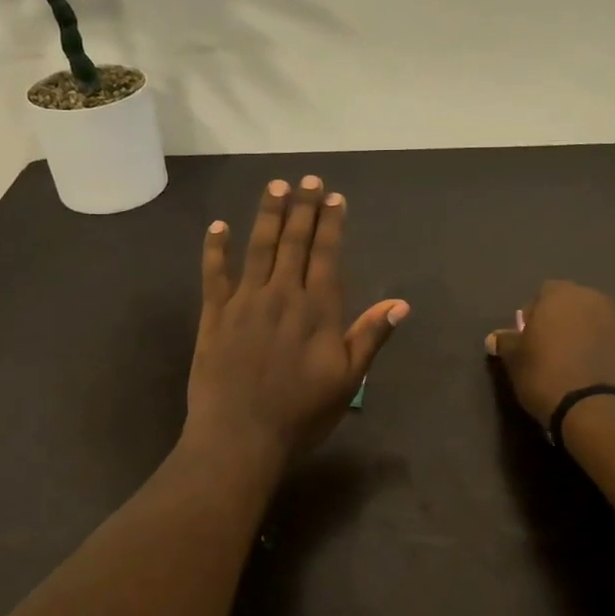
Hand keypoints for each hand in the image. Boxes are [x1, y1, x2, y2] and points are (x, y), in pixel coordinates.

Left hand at [184, 175, 408, 468]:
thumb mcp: (347, 380)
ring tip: (275, 187)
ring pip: (258, 248)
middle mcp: (282, 295)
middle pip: (294, 243)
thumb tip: (401, 303)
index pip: (327, 255)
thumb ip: (370, 337)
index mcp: (317, 310)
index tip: (334, 197)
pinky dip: (215, 249)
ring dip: (267, 216)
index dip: (331, 224)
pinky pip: (214, 275)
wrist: (240, 436)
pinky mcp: (214, 316)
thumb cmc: (301, 413)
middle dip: (303, 208)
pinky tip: (218, 227)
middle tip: (308, 178)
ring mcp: (245, 302)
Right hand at [485, 280, 614, 428]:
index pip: (543, 295)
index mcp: (562, 294)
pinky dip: (604, 354)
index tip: (527, 341)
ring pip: (596, 324)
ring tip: (575, 367)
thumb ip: (506, 343)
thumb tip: (495, 337)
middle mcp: (595, 299)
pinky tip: (594, 377)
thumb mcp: (515, 361)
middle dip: (562, 323)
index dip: (533, 316)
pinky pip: (613, 345)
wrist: (599, 410)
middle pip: (573, 306)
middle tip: (550, 353)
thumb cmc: (547, 376)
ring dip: (586, 337)